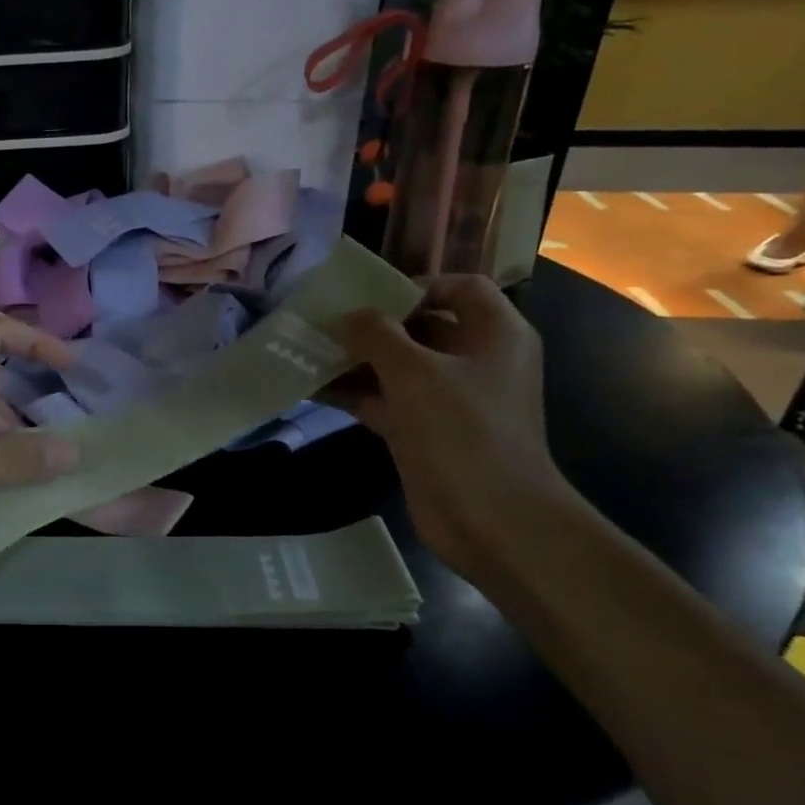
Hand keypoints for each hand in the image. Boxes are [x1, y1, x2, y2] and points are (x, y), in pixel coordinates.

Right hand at [325, 276, 566, 586]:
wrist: (490, 519)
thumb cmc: (462, 430)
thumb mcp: (414, 371)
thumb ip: (376, 335)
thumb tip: (347, 316)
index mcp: (494, 333)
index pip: (459, 288)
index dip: (415, 286)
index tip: (369, 297)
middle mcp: (476, 360)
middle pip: (421, 326)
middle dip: (373, 325)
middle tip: (326, 321)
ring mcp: (450, 399)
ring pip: (398, 366)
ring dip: (357, 360)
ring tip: (310, 350)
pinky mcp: (426, 431)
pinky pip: (386, 400)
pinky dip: (355, 393)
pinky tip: (313, 387)